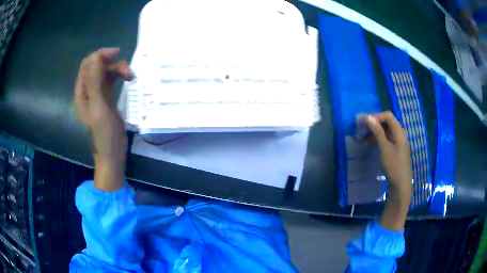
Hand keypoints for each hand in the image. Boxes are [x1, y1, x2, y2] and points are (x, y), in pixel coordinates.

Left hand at [74, 48, 133, 190]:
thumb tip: (96, 57)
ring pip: (106, 72)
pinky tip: (129, 80)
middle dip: (112, 63)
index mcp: (82, 92)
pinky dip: (120, 77)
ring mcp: (98, 94)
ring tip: (131, 76)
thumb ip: (95, 82)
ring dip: (118, 70)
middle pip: (98, 67)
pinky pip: (112, 80)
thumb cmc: (103, 134)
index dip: (100, 56)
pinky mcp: (107, 98)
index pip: (87, 65)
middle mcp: (88, 90)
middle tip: (127, 69)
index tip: (116, 54)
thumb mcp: (98, 107)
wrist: (112, 153)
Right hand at [365, 111, 411, 230]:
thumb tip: (368, 117)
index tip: (364, 122)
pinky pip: (387, 139)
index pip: (387, 116)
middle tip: (362, 129)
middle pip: (387, 122)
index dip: (376, 116)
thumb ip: (377, 131)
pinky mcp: (396, 149)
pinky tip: (370, 144)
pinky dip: (379, 139)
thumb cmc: (394, 165)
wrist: (401, 184)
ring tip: (363, 137)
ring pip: (386, 131)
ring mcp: (399, 141)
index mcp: (399, 131)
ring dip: (375, 132)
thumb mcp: (384, 147)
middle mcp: (400, 133)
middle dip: (374, 124)